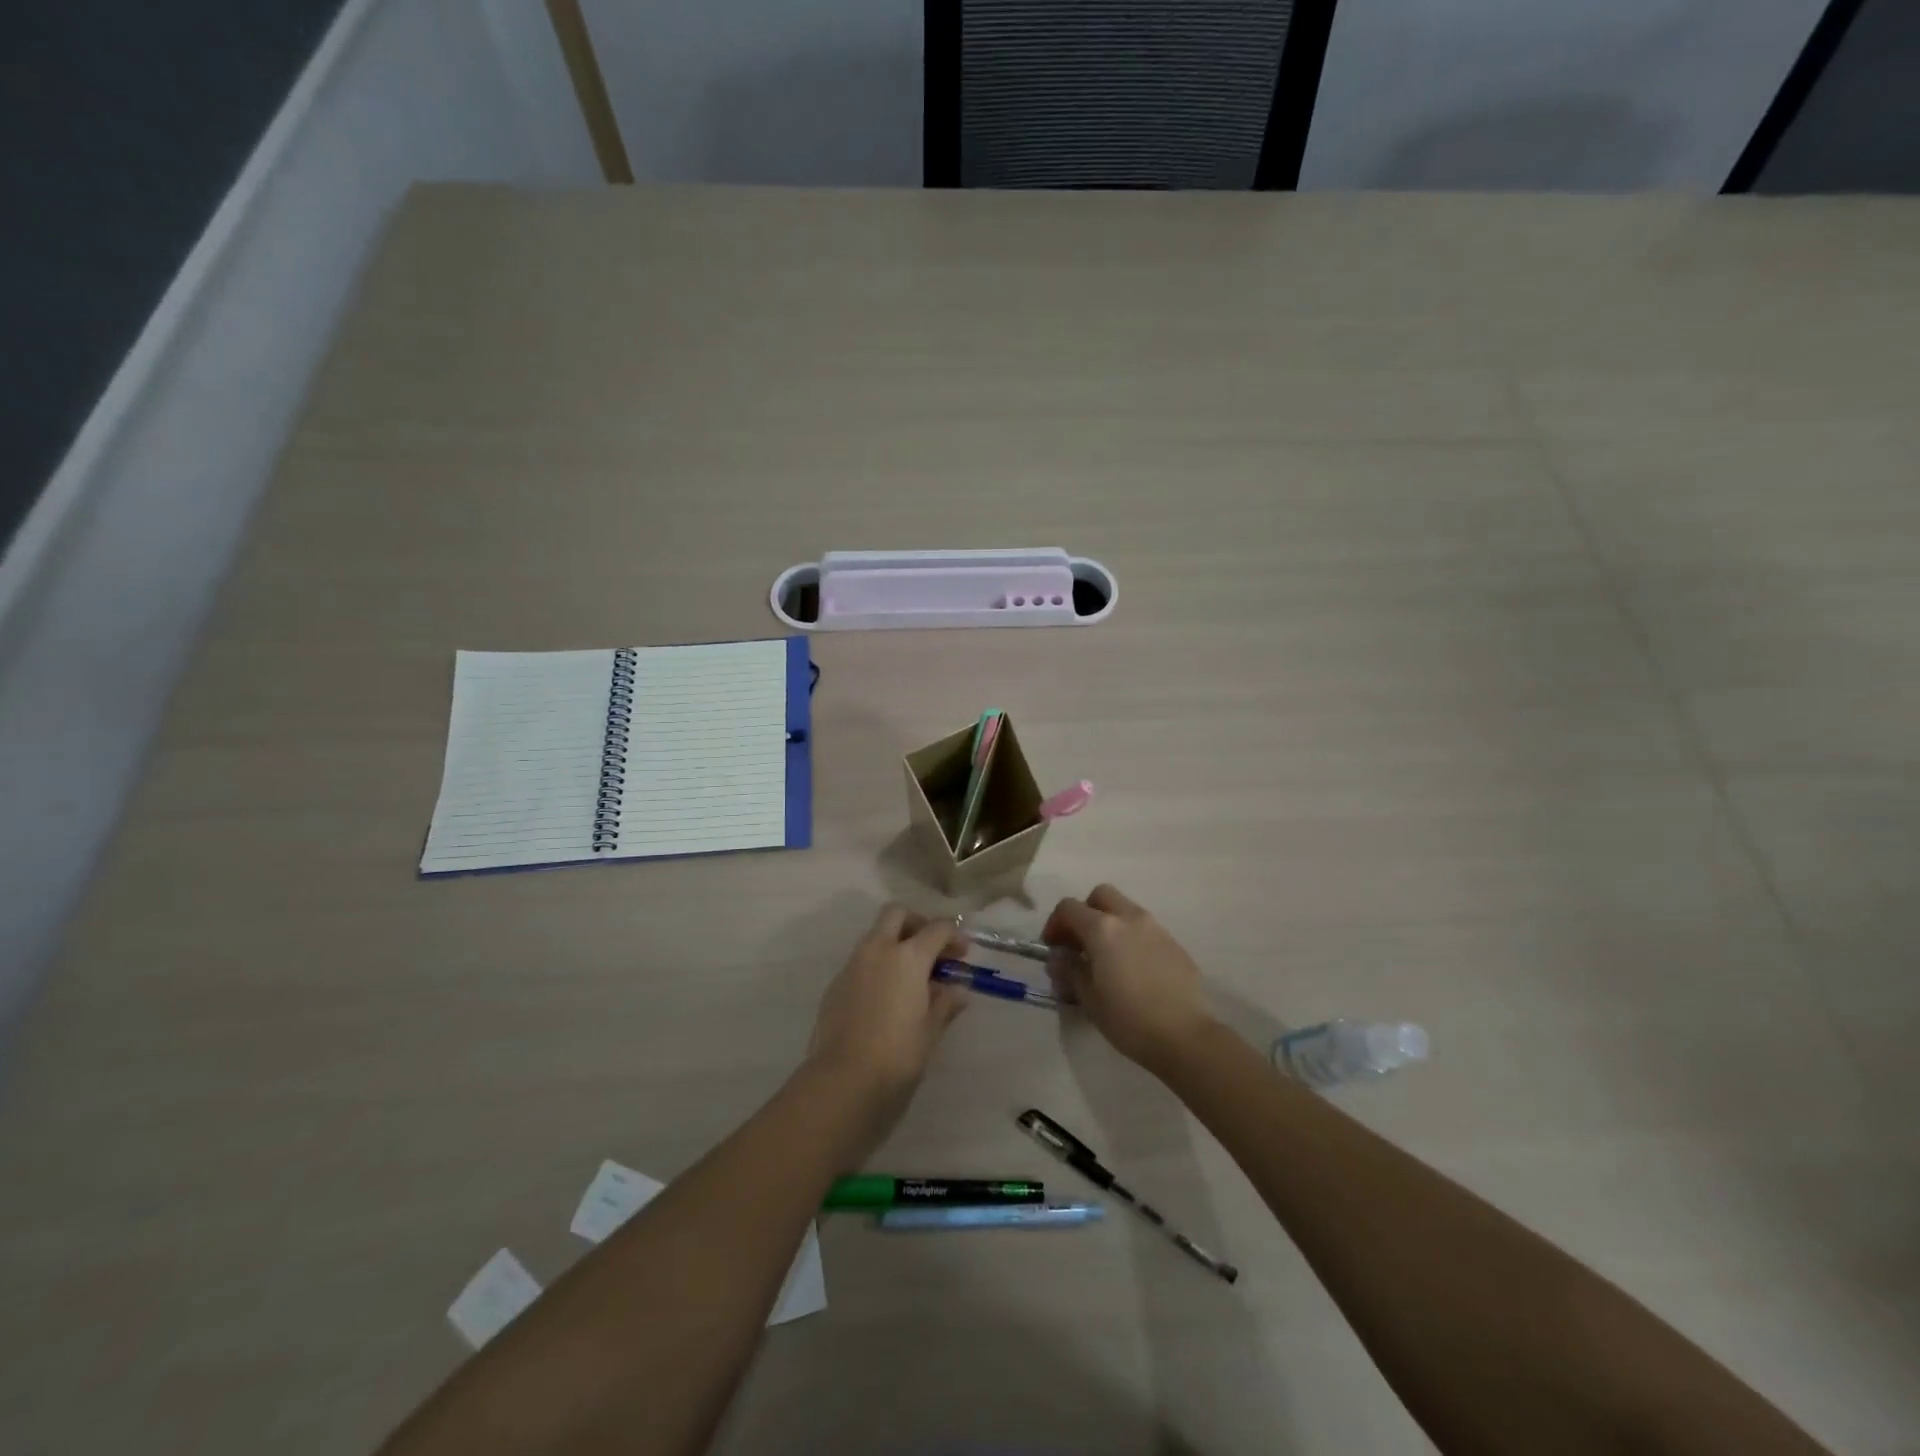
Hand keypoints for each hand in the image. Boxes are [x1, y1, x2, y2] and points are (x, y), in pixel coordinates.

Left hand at [808, 905, 969, 1109]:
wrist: (843, 1082)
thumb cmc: (898, 1055)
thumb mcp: (931, 1030)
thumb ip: (945, 1003)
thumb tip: (957, 988)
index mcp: (907, 956)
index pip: (937, 929)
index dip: (954, 936)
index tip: (963, 954)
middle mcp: (878, 950)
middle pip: (897, 914)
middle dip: (917, 923)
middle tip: (932, 950)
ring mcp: (853, 965)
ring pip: (876, 935)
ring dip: (895, 944)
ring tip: (912, 978)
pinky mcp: (836, 984)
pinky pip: (861, 961)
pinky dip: (878, 966)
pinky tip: (887, 997)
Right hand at [1043, 884, 1217, 1072]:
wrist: (1185, 1036)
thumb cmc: (1129, 1019)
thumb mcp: (1088, 998)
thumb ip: (1069, 970)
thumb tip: (1059, 957)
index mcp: (1103, 929)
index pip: (1069, 908)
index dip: (1055, 923)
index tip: (1052, 947)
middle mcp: (1129, 918)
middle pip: (1101, 896)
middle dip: (1086, 912)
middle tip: (1080, 942)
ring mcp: (1156, 928)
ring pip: (1126, 909)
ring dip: (1110, 924)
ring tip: (1106, 958)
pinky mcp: (1174, 944)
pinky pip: (1145, 929)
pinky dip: (1131, 938)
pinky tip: (1132, 969)